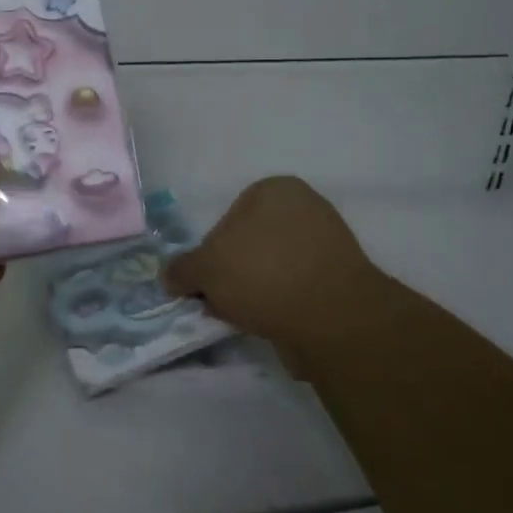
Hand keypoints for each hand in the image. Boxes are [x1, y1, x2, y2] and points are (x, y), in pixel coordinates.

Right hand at [164, 176, 396, 356]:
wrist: (331, 316)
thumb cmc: (261, 274)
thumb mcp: (204, 269)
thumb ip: (182, 269)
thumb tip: (169, 276)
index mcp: (273, 189)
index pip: (226, 219)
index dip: (210, 254)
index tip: (205, 283)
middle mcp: (305, 206)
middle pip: (251, 244)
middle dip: (234, 273)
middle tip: (221, 302)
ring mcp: (329, 241)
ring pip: (274, 267)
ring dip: (257, 291)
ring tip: (246, 317)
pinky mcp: (342, 278)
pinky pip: (298, 288)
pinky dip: (283, 304)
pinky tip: (273, 323)